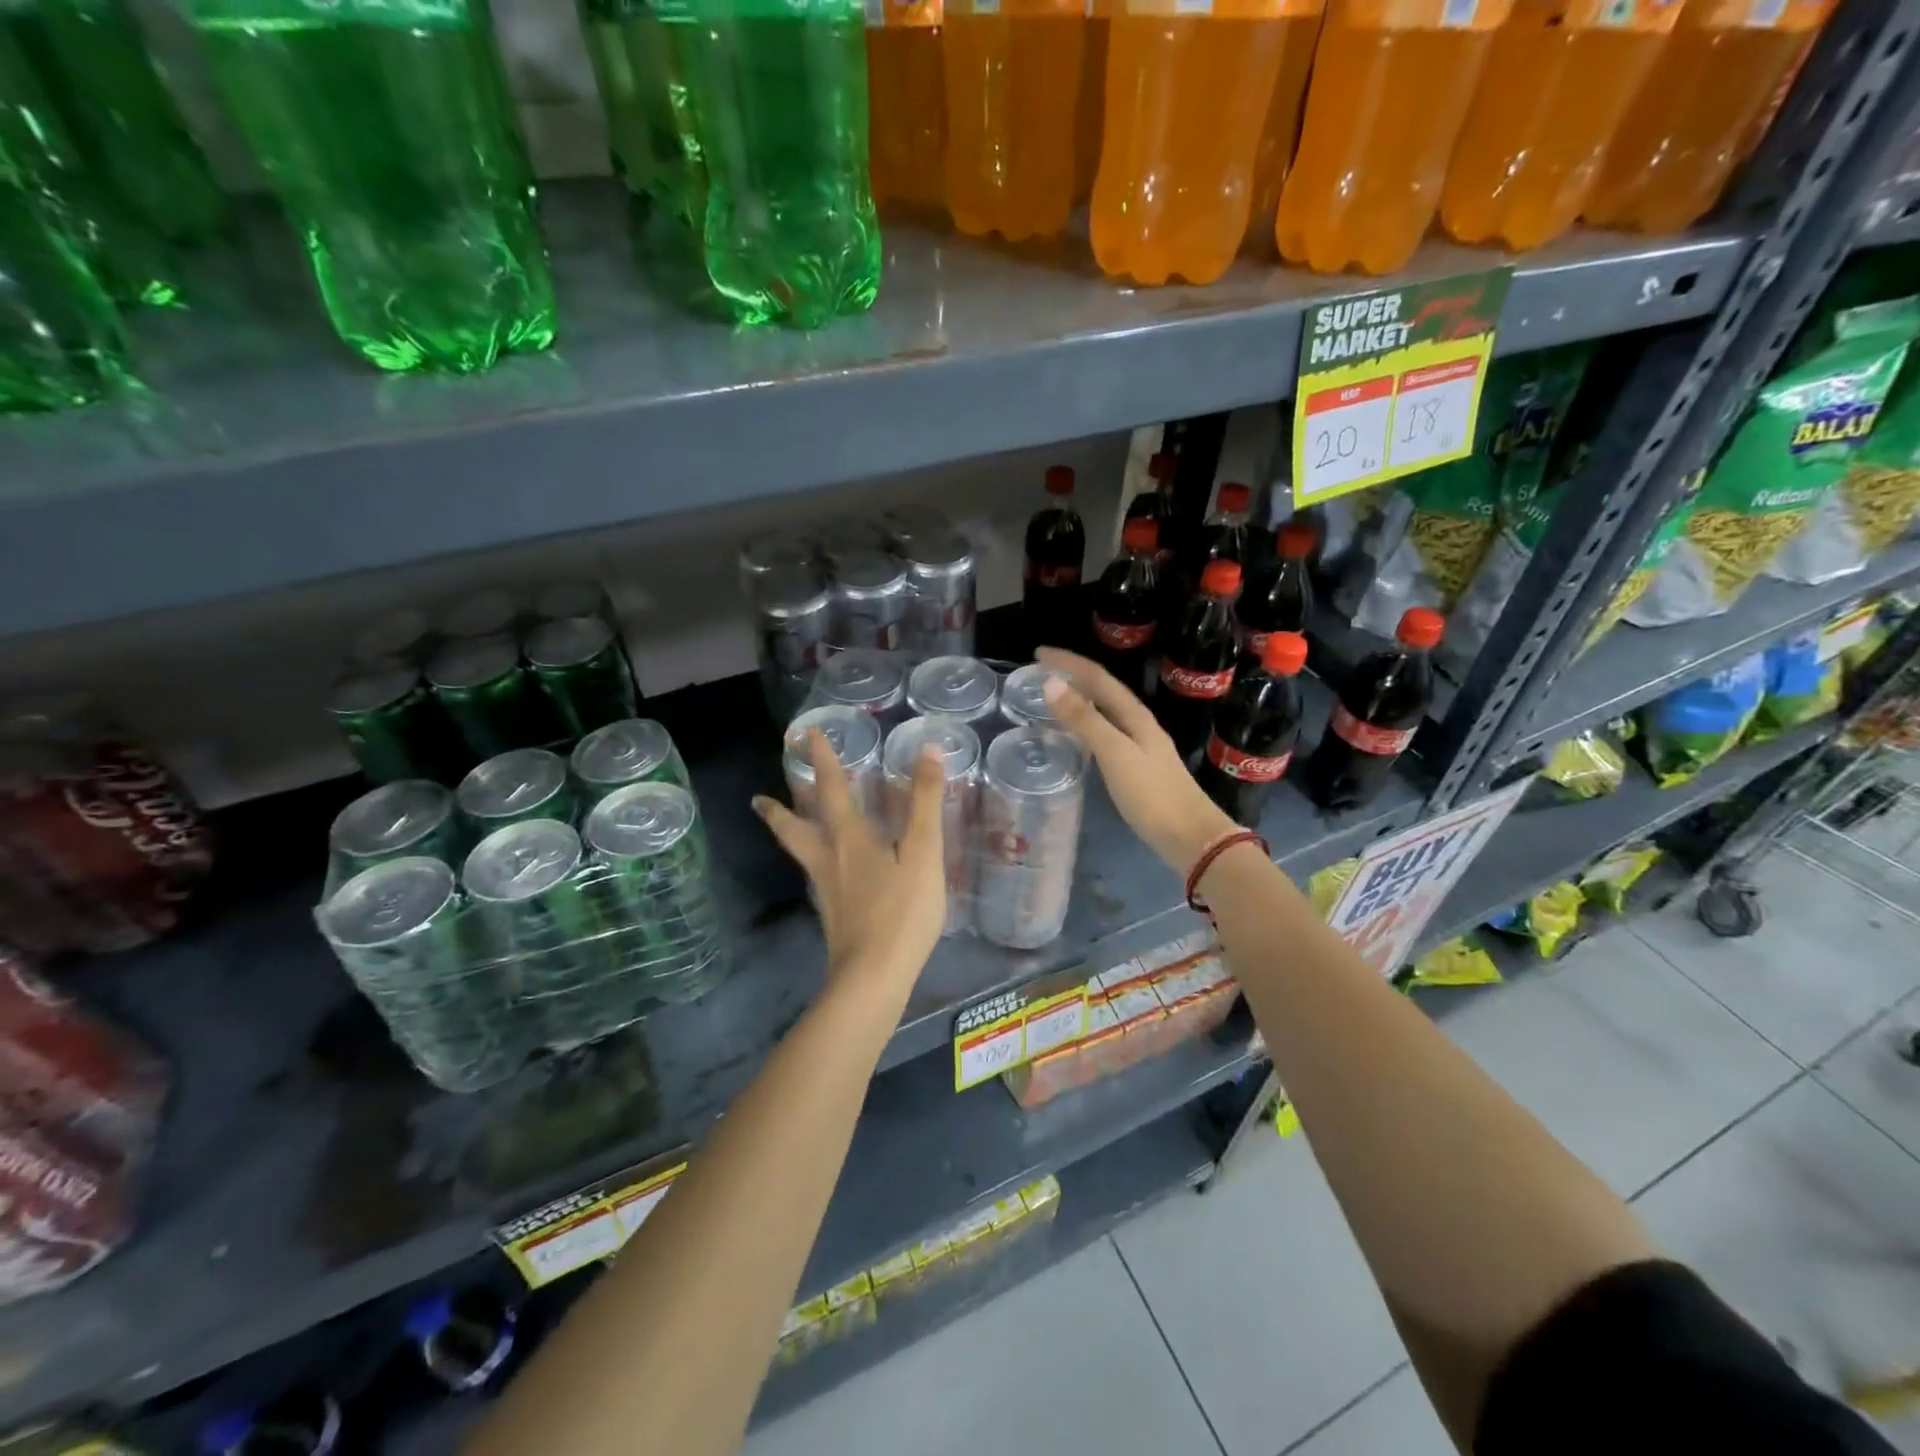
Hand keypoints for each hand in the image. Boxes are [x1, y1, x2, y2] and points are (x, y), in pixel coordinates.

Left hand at [753, 729, 947, 991]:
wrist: (874, 975)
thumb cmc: (902, 911)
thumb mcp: (924, 852)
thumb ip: (925, 802)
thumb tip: (927, 749)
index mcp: (849, 838)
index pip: (832, 789)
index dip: (823, 760)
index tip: (808, 735)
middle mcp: (828, 858)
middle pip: (795, 827)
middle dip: (779, 808)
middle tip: (758, 798)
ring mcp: (826, 889)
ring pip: (800, 852)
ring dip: (787, 833)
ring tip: (777, 824)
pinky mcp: (832, 914)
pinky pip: (814, 874)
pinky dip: (809, 859)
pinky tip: (821, 868)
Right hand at [1037, 648, 1237, 875]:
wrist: (1191, 837)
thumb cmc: (1151, 795)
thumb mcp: (1114, 753)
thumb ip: (1084, 719)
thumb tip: (1051, 683)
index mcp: (1135, 715)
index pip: (1098, 677)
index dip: (1068, 662)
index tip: (1038, 653)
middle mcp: (1139, 724)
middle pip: (1103, 689)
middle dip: (1073, 675)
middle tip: (1040, 671)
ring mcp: (1141, 745)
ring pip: (1106, 710)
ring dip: (1080, 697)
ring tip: (1053, 696)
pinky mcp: (1139, 767)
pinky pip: (1107, 732)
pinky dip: (1087, 723)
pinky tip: (1079, 735)